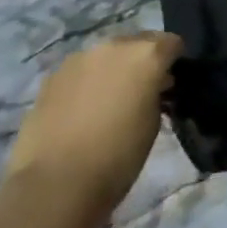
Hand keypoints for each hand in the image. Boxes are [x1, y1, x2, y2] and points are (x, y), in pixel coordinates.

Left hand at [3, 33, 182, 216]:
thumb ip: (156, 94)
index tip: (171, 82)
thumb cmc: (118, 157)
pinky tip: (82, 110)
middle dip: (142, 61)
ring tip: (109, 101)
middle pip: (137, 42)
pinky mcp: (52, 77)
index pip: (172, 43)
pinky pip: (79, 71)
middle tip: (141, 90)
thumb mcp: (153, 123)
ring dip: (113, 69)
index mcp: (146, 55)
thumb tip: (152, 87)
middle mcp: (114, 46)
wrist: (55, 185)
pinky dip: (86, 83)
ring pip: (106, 55)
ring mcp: (79, 59)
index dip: (174, 61)